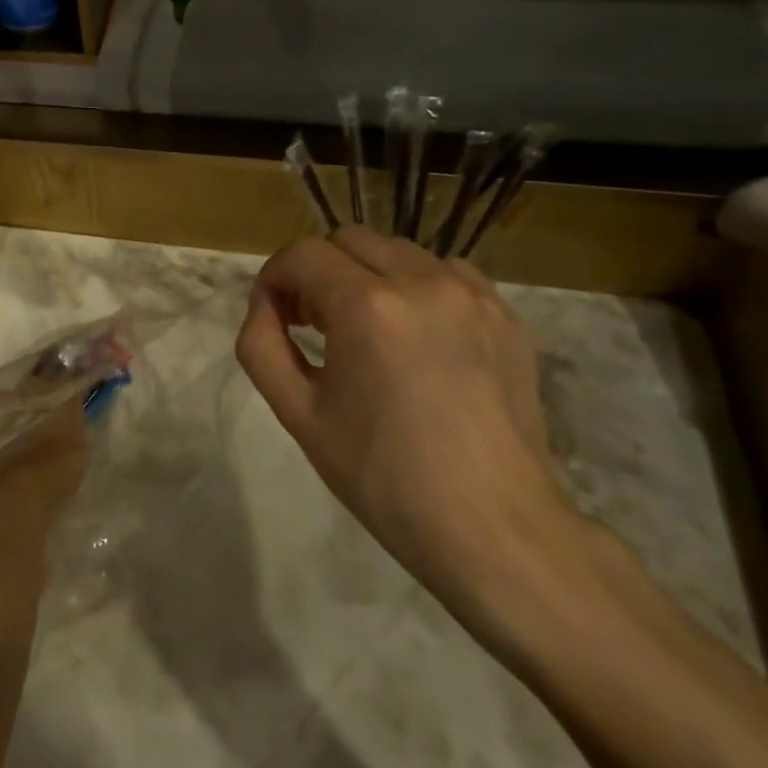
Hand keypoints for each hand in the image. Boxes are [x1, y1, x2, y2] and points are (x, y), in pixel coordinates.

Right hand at [237, 227, 580, 620]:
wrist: (494, 528)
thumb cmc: (383, 475)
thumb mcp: (297, 413)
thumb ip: (261, 344)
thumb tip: (266, 305)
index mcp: (367, 306)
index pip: (302, 254)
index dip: (275, 277)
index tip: (274, 315)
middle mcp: (423, 282)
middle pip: (348, 239)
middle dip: (318, 270)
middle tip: (312, 322)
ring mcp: (473, 295)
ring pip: (398, 251)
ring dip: (366, 275)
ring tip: (364, 330)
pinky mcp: (506, 316)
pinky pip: (446, 273)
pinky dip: (415, 287)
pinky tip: (414, 337)